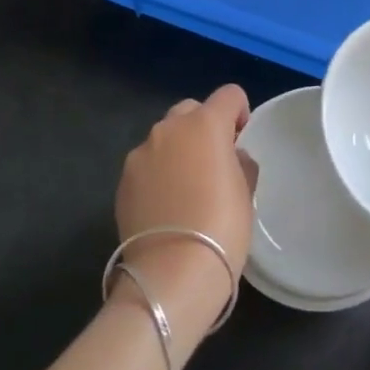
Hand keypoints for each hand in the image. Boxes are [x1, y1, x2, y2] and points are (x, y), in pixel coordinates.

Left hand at [114, 86, 259, 355]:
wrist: (172, 274)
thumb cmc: (221, 227)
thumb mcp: (246, 193)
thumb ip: (240, 163)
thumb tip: (231, 157)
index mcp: (205, 124)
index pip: (229, 95)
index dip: (239, 113)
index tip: (241, 141)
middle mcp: (169, 129)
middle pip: (191, 111)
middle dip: (204, 128)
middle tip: (214, 163)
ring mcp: (140, 154)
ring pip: (165, 138)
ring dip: (178, 151)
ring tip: (187, 189)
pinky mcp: (122, 181)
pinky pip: (147, 165)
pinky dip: (158, 175)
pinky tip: (166, 207)